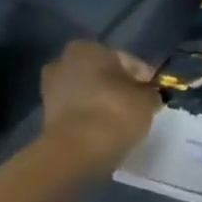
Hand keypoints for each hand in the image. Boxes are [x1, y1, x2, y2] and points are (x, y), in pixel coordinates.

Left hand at [41, 41, 161, 175]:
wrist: (76, 151)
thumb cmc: (115, 112)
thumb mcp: (148, 100)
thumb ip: (150, 93)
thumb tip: (149, 95)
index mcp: (88, 50)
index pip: (125, 59)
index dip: (142, 76)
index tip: (154, 91)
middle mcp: (64, 63)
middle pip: (101, 73)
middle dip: (118, 86)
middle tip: (138, 102)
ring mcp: (51, 90)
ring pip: (88, 91)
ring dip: (103, 101)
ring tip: (125, 118)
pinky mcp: (47, 116)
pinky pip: (78, 110)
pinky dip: (92, 116)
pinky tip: (108, 128)